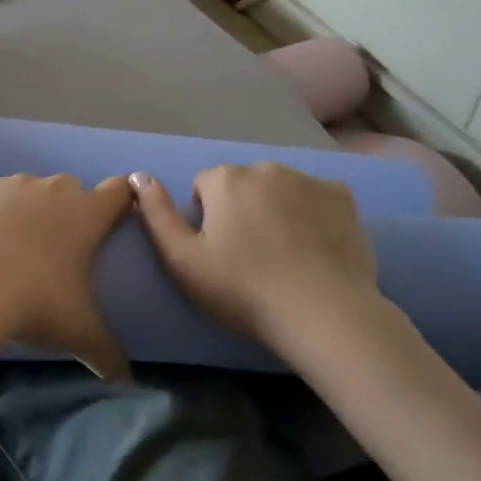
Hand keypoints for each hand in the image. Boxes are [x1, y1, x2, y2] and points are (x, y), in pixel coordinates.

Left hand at [0, 173, 134, 379]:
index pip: (121, 190)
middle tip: (56, 250)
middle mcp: (56, 188)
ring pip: (30, 190)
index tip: (116, 217)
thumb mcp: (80, 333)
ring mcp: (15, 183)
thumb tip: (127, 379)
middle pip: (72, 190)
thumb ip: (109, 353)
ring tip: (12, 248)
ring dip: (28, 209)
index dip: (123, 200)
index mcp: (89, 214)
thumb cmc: (37, 303)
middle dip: (68, 212)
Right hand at [129, 164, 381, 346]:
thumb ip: (156, 214)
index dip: (205, 217)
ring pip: (279, 188)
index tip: (216, 251)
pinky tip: (313, 248)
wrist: (321, 312)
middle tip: (248, 255)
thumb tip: (138, 175)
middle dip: (240, 208)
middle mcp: (267, 167)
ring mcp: (309, 179)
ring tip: (282, 254)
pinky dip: (311, 214)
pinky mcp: (343, 197)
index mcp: (226, 179)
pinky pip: (315, 197)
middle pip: (242, 184)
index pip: (203, 185)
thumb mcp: (182, 260)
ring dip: (274, 208)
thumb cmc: (242, 289)